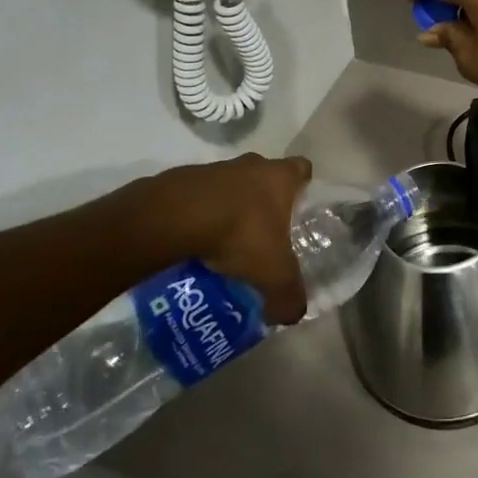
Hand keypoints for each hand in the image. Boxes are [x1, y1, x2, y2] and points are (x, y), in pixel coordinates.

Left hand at [142, 155, 310, 324]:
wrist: (176, 216)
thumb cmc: (240, 233)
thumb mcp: (273, 274)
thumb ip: (288, 295)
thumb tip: (294, 313)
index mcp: (280, 176)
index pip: (301, 169)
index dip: (302, 186)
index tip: (298, 208)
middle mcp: (252, 164)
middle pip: (265, 177)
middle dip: (263, 202)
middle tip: (261, 235)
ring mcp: (216, 168)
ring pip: (230, 187)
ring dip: (228, 209)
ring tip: (223, 246)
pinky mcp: (183, 178)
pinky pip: (199, 198)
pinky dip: (199, 216)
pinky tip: (194, 243)